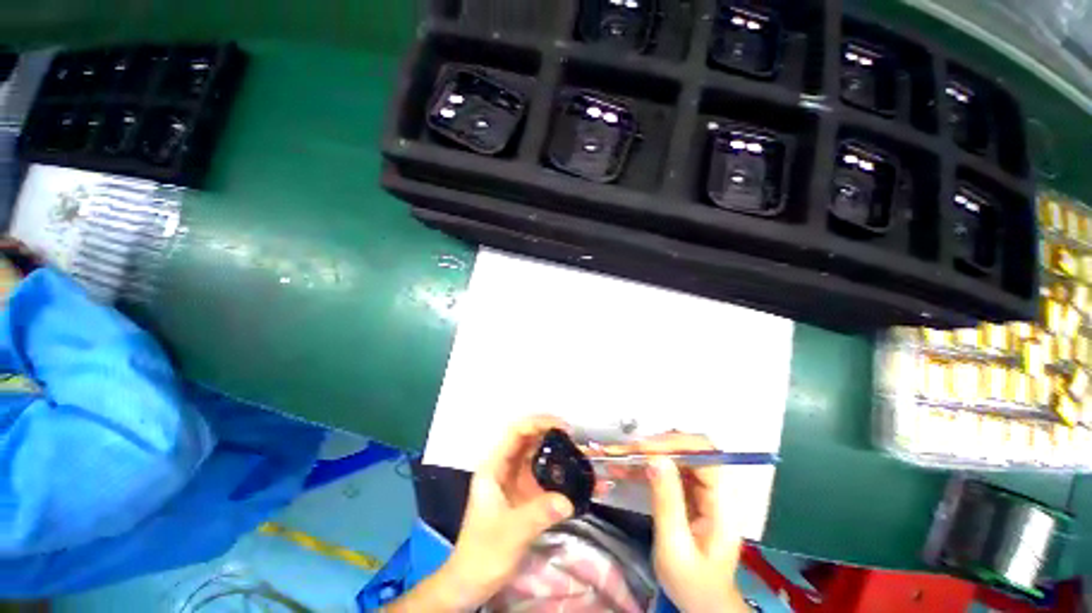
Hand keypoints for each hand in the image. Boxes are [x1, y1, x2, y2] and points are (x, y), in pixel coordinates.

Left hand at [398, 415, 574, 611]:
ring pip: (538, 457)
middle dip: (552, 435)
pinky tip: (576, 478)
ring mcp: (516, 481)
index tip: (562, 427)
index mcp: (494, 468)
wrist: (472, 582)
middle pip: (529, 440)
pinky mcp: (526, 495)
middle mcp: (505, 469)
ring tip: (581, 454)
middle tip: (576, 439)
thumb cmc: (483, 554)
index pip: (516, 433)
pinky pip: (545, 477)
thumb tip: (568, 501)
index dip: (538, 423)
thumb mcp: (510, 533)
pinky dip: (560, 474)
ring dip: (558, 453)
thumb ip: (538, 514)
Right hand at [630, 433, 749, 612]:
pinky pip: (668, 470)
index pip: (706, 456)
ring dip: (647, 453)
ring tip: (618, 455)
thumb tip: (655, 459)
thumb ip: (667, 502)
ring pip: (676, 457)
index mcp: (724, 505)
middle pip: (690, 450)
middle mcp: (718, 490)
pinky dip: (646, 466)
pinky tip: (624, 468)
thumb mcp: (675, 548)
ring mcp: (704, 490)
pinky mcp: (691, 493)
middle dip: (657, 445)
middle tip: (626, 449)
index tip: (643, 448)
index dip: (675, 445)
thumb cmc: (692, 584)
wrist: (703, 605)